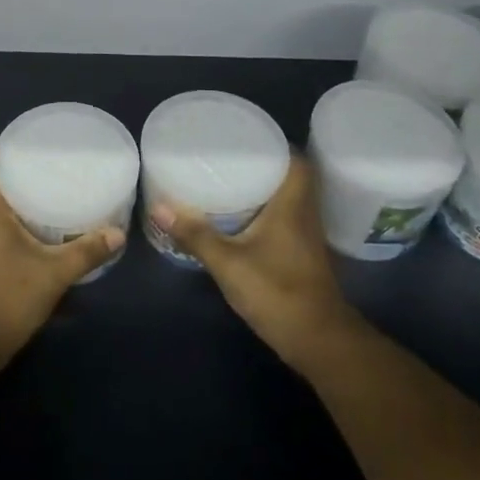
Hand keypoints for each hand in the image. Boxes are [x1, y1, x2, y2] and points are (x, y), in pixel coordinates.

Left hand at [0, 146, 124, 375]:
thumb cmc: (4, 299)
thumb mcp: (53, 275)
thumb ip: (86, 252)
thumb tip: (118, 233)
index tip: (24, 142)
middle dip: (14, 176)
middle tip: (47, 170)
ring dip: (12, 205)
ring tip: (44, 201)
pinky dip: (8, 230)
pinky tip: (31, 242)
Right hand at [151, 156, 358, 376]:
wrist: (319, 341)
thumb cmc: (278, 292)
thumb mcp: (229, 263)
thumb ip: (196, 235)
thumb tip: (160, 207)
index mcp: (293, 205)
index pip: (296, 160)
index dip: (276, 145)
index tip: (247, 137)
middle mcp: (305, 214)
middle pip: (291, 178)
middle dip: (264, 165)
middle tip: (230, 157)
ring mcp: (307, 237)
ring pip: (288, 200)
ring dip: (266, 189)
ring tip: (230, 181)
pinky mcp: (302, 256)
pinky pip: (285, 220)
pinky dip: (266, 213)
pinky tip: (242, 219)